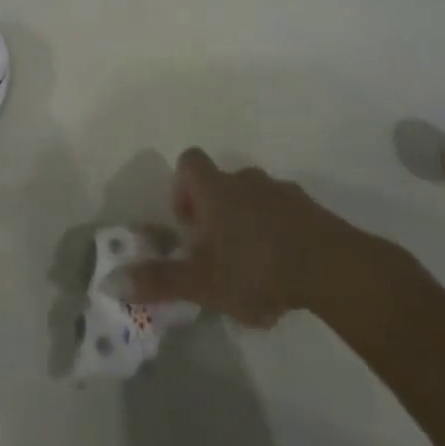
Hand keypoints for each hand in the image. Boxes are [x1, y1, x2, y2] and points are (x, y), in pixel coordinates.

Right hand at [115, 149, 415, 333]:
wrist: (333, 268)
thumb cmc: (257, 269)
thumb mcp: (203, 283)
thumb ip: (159, 281)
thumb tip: (111, 281)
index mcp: (216, 190)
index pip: (189, 162)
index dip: (182, 188)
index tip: (189, 225)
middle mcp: (246, 180)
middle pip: (221, 182)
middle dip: (215, 212)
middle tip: (218, 254)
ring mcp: (282, 192)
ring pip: (254, 198)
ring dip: (248, 222)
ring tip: (253, 267)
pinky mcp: (312, 211)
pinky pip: (285, 213)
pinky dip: (278, 233)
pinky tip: (286, 271)